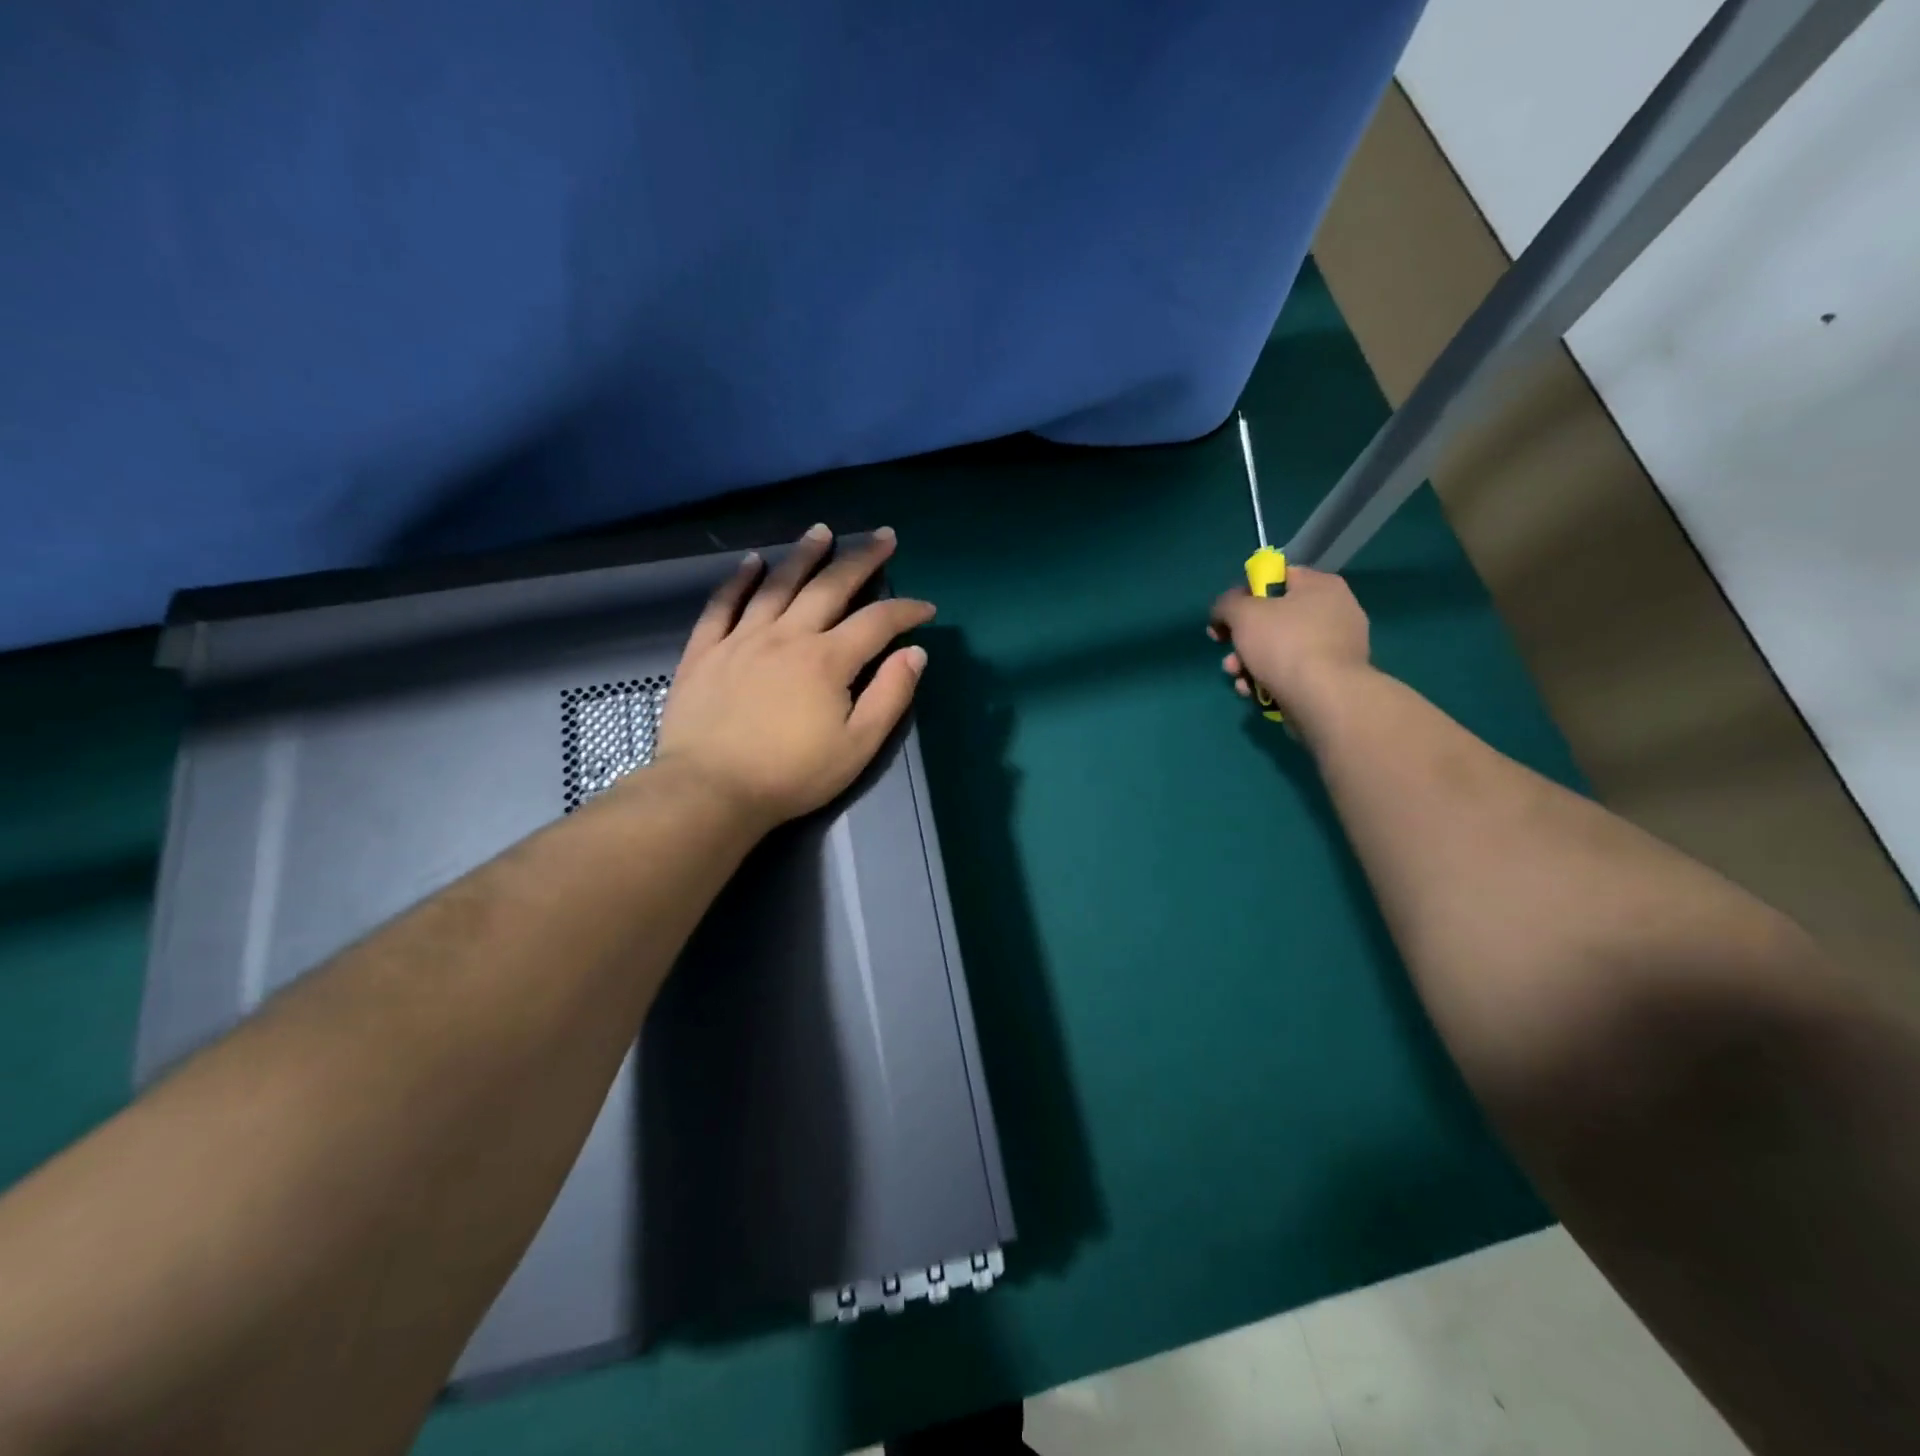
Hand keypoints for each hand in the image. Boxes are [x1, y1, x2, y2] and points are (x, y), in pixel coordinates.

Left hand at [649, 524, 934, 831]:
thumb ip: (890, 696)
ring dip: (803, 555)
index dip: (905, 610)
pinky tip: (751, 561)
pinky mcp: (705, 651)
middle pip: (830, 587)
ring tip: (821, 531)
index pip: (877, 622)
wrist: (710, 790)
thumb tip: (915, 653)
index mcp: (827, 660)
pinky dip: (738, 580)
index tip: (925, 607)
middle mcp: (787, 636)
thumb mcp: (857, 747)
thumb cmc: (791, 775)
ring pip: (777, 585)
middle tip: (882, 535)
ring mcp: (742, 639)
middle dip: (861, 559)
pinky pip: (722, 605)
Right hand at [1209, 565, 1370, 723]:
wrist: (1324, 699)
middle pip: (1273, 618)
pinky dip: (1269, 680)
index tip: (1227, 616)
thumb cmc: (1284, 644)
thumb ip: (1226, 604)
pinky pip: (1293, 672)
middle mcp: (1334, 611)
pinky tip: (1254, 693)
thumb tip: (1224, 612)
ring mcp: (1335, 647)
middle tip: (1228, 653)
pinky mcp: (1331, 678)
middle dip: (1242, 640)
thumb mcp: (1242, 613)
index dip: (1245, 594)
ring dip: (1249, 664)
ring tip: (1238, 679)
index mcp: (1320, 586)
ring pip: (1279, 649)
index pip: (1277, 577)